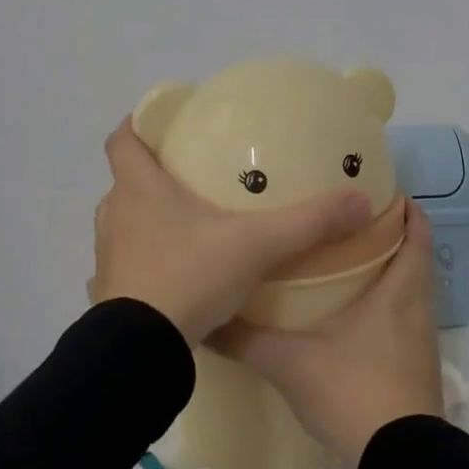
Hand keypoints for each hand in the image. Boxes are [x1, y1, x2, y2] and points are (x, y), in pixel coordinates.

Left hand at [89, 118, 373, 344]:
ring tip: (188, 223)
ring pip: (124, 222)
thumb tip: (360, 202)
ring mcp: (107, 256)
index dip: (138, 123)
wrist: (142, 348)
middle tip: (192, 174)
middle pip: (126, 181)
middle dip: (153, 174)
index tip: (160, 120)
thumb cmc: (190, 277)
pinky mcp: (109, 291)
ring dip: (147, 218)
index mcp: (139, 190)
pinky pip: (127, 261)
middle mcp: (115, 216)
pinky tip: (178, 271)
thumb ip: (308, 223)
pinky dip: (147, 257)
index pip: (123, 140)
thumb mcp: (256, 246)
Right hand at [212, 201, 443, 467]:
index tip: (378, 189)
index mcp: (400, 292)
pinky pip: (403, 321)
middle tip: (346, 222)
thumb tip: (205, 320)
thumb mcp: (291, 362)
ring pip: (409, 292)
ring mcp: (420, 342)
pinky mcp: (415, 368)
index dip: (405, 208)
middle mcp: (418, 310)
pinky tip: (349, 317)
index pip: (417, 233)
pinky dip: (384, 306)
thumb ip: (247, 339)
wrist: (398, 460)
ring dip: (387, 273)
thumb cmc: (353, 391)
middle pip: (414, 259)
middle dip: (388, 236)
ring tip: (343, 261)